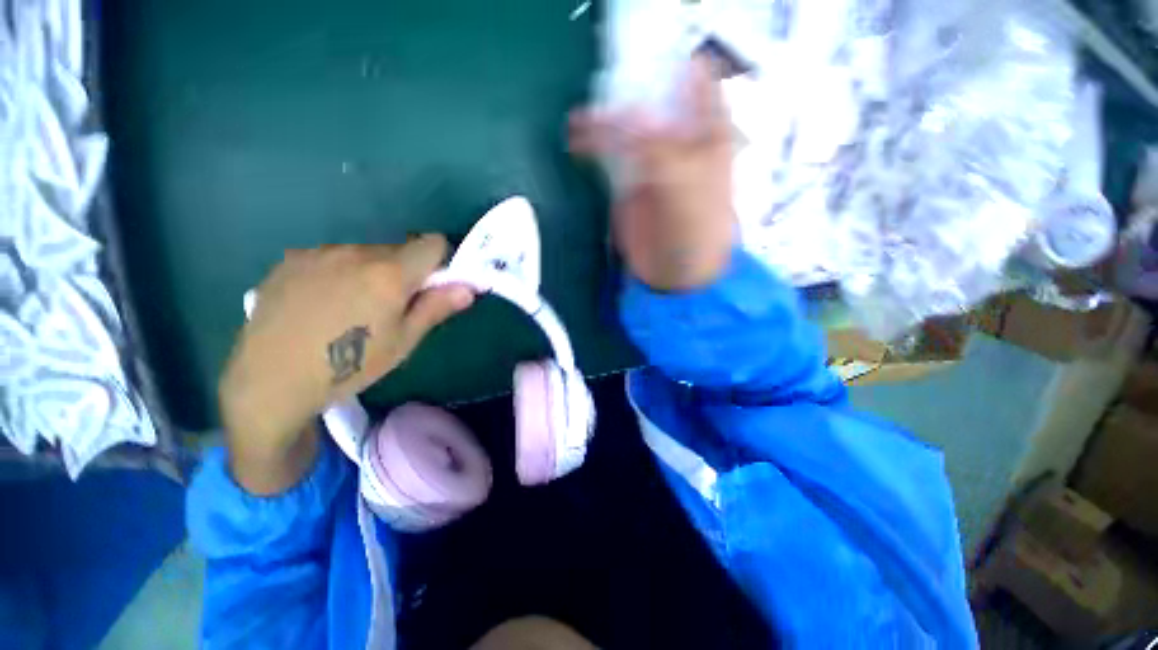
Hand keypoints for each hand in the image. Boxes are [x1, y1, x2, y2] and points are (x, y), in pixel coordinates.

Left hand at [220, 236, 473, 493]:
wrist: (270, 380)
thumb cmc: (349, 365)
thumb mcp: (403, 342)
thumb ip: (436, 308)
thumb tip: (469, 287)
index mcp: (390, 273)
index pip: (433, 243)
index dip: (439, 263)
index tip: (430, 287)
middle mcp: (356, 252)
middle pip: (398, 250)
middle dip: (404, 272)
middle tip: (389, 308)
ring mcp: (319, 253)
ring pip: (364, 254)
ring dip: (370, 272)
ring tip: (350, 309)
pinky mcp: (291, 260)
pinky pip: (332, 258)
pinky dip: (339, 273)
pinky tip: (320, 305)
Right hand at [570, 55, 734, 290]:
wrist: (675, 274)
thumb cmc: (693, 232)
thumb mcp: (683, 186)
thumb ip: (656, 149)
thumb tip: (625, 115)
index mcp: (708, 132)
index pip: (694, 79)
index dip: (669, 65)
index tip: (639, 62)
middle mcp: (680, 139)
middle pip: (652, 97)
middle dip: (627, 88)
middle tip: (602, 87)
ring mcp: (651, 160)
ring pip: (626, 124)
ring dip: (603, 117)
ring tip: (580, 120)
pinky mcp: (629, 182)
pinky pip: (609, 153)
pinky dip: (592, 143)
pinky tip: (577, 139)